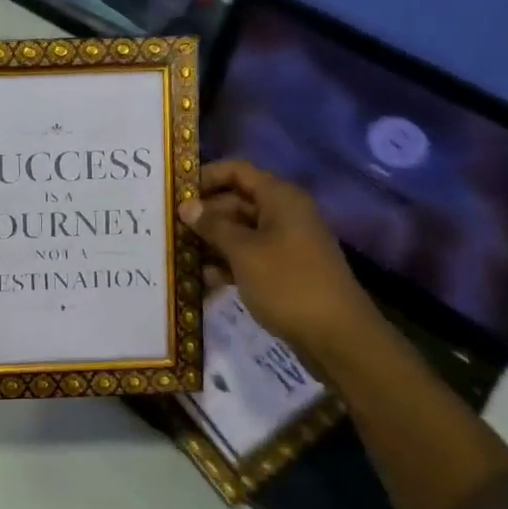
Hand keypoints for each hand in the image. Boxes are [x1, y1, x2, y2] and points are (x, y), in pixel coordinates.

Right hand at [180, 159, 383, 355]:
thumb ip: (213, 226)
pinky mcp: (285, 270)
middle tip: (169, 227)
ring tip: (179, 253)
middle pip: (237, 201)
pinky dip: (228, 263)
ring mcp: (286, 243)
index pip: (237, 171)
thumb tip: (186, 205)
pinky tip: (203, 278)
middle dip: (204, 213)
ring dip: (212, 241)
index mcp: (280, 198)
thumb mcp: (244, 252)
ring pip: (241, 231)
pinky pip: (250, 256)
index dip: (206, 177)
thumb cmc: (288, 283)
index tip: (175, 193)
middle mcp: (284, 214)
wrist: (338, 337)